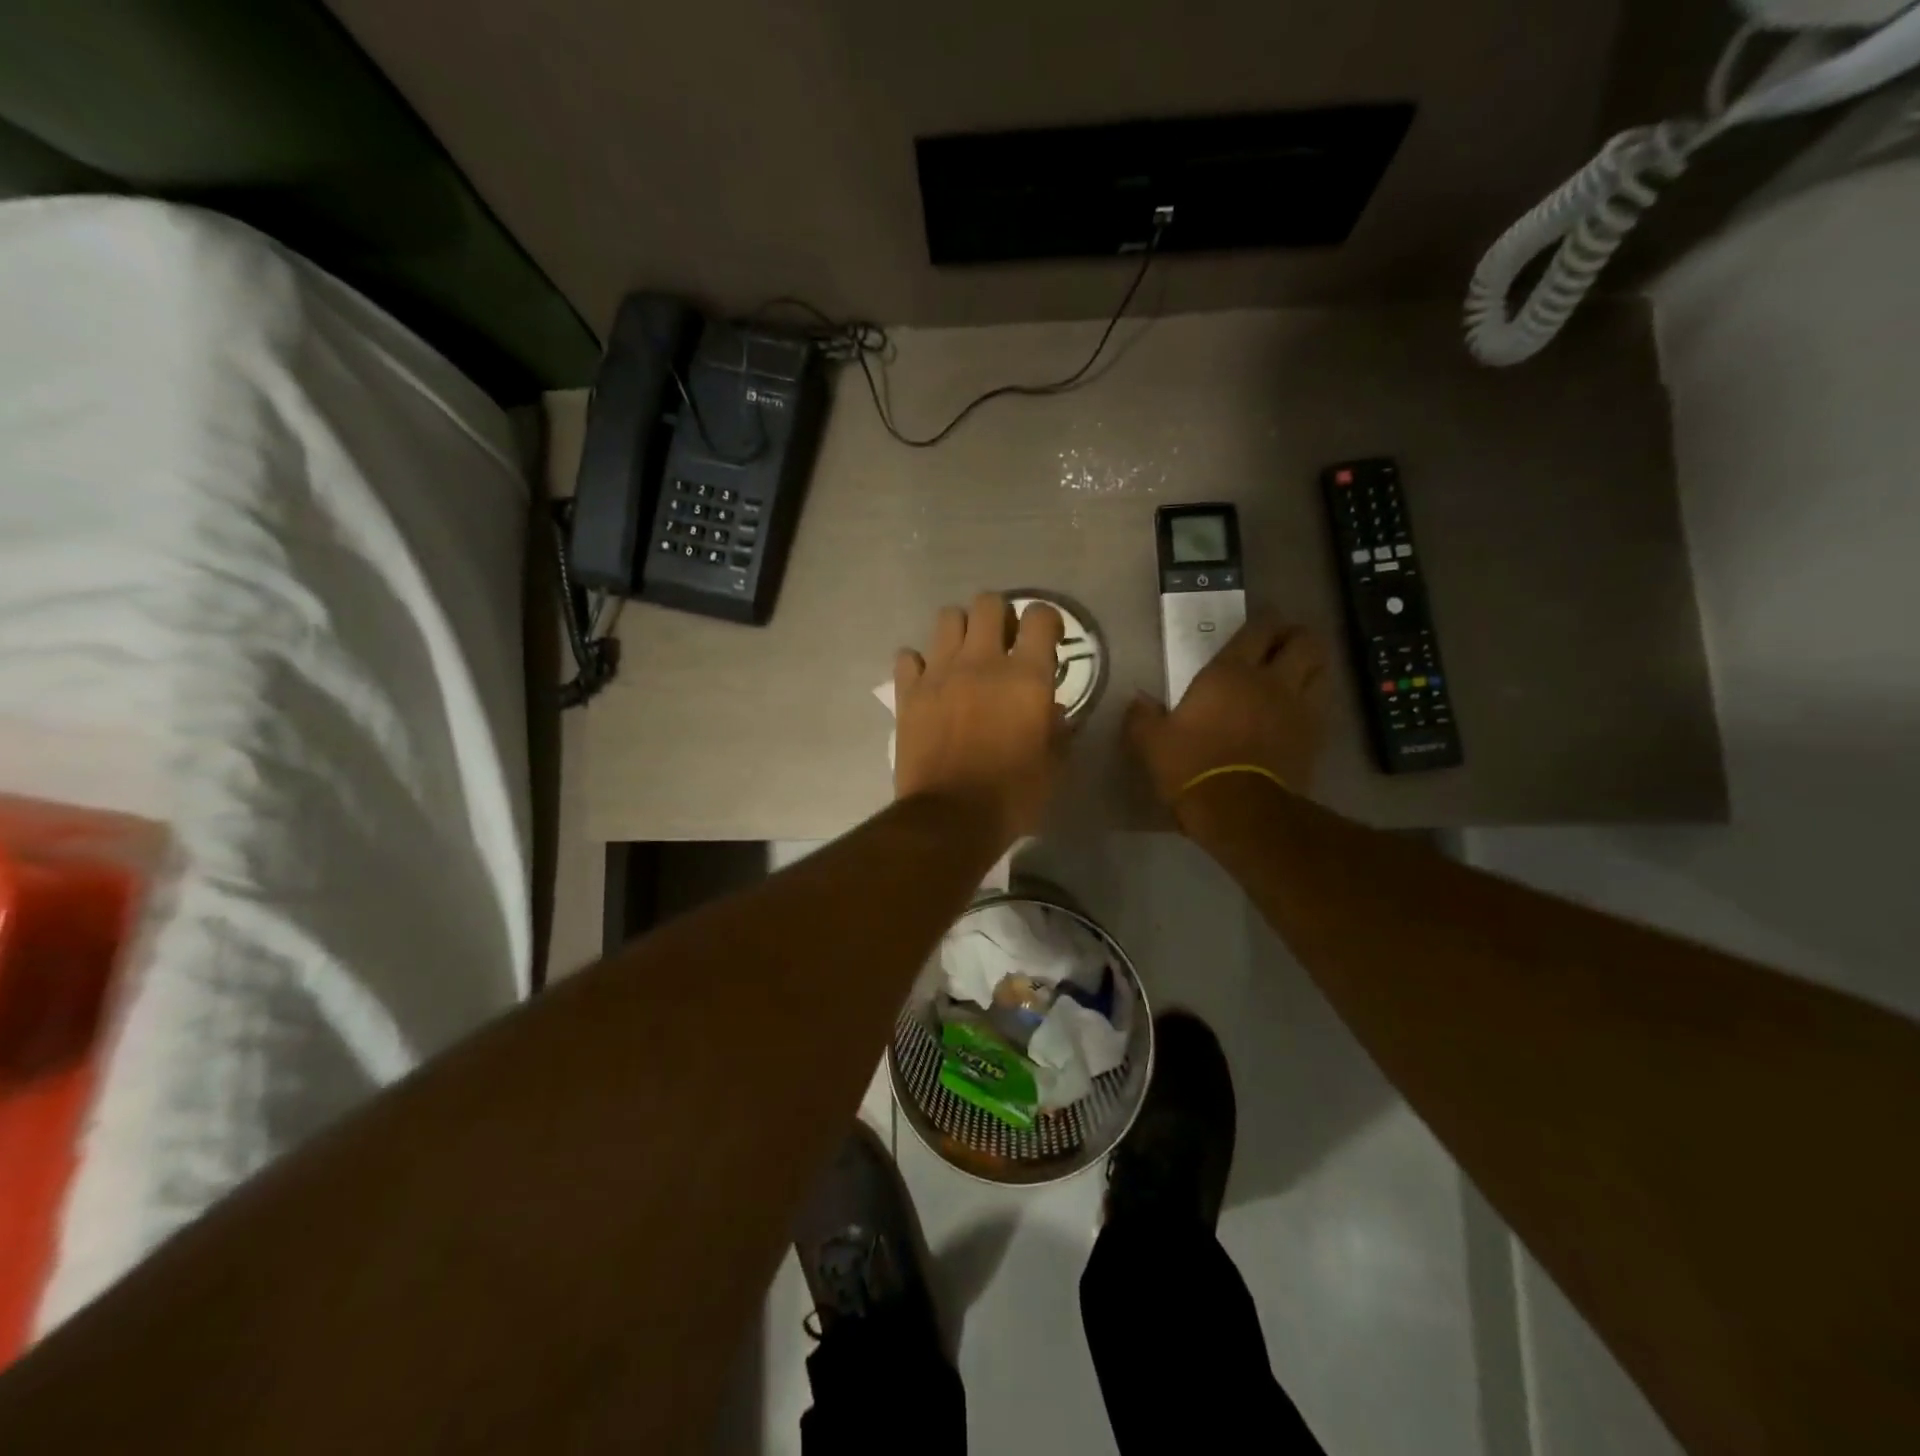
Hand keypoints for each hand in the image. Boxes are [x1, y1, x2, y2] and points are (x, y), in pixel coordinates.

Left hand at [894, 592, 1066, 841]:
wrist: (950, 819)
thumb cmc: (1011, 796)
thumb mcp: (1053, 766)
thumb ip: (1056, 728)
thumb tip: (1048, 707)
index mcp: (1026, 677)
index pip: (1040, 617)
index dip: (1046, 621)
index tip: (1046, 638)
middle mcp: (982, 662)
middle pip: (988, 602)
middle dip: (999, 616)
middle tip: (1002, 643)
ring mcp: (940, 673)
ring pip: (947, 617)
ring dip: (960, 630)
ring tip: (965, 656)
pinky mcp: (908, 692)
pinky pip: (909, 656)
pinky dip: (920, 663)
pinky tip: (929, 682)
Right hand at [1124, 619, 1328, 820]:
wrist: (1239, 810)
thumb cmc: (1192, 766)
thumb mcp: (1152, 743)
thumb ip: (1142, 717)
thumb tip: (1138, 700)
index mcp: (1231, 672)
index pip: (1259, 629)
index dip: (1263, 621)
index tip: (1258, 624)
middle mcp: (1272, 681)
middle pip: (1304, 641)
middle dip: (1296, 637)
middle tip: (1280, 645)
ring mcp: (1299, 709)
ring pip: (1322, 669)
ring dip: (1311, 666)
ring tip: (1294, 673)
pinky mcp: (1314, 738)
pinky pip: (1321, 706)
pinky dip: (1313, 701)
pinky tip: (1296, 711)